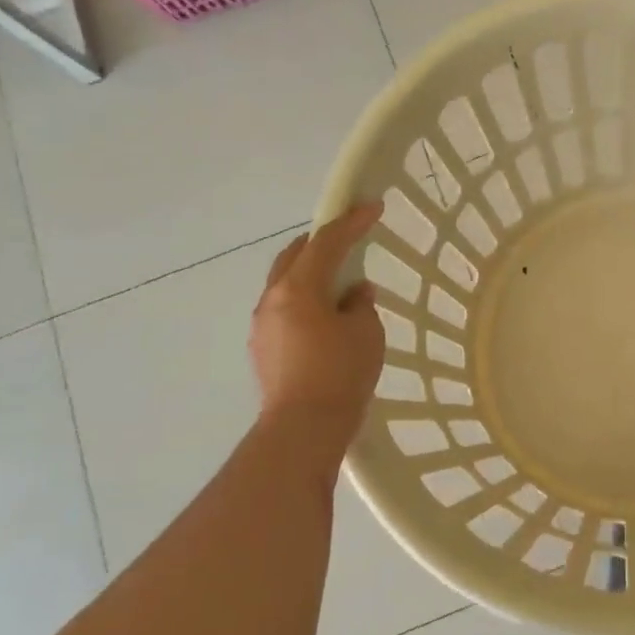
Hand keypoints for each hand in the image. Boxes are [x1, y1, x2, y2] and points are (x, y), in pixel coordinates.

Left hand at [250, 203, 385, 430]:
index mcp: (298, 288)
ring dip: (311, 275)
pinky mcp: (263, 349)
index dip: (351, 222)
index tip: (372, 206)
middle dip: (321, 243)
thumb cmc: (340, 373)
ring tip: (339, 284)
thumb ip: (360, 305)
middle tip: (347, 238)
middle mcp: (272, 299)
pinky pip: (285, 311)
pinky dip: (305, 302)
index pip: (327, 243)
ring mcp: (262, 326)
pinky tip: (325, 319)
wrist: (303, 428)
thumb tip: (353, 295)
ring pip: (286, 285)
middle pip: (294, 256)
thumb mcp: (365, 332)